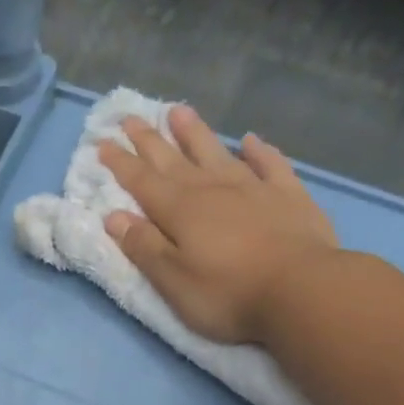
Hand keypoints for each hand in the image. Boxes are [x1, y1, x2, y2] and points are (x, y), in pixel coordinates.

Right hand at [100, 105, 339, 343]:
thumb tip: (114, 217)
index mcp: (180, 211)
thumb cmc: (228, 294)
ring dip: (195, 133)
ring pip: (216, 152)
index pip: (142, 182)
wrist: (302, 291)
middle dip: (149, 140)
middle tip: (130, 118)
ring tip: (178, 111)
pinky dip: (257, 150)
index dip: (120, 163)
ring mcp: (253, 188)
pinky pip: (269, 163)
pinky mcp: (288, 196)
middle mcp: (212, 189)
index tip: (101, 143)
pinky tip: (249, 140)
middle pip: (174, 160)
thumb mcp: (173, 281)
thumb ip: (144, 247)